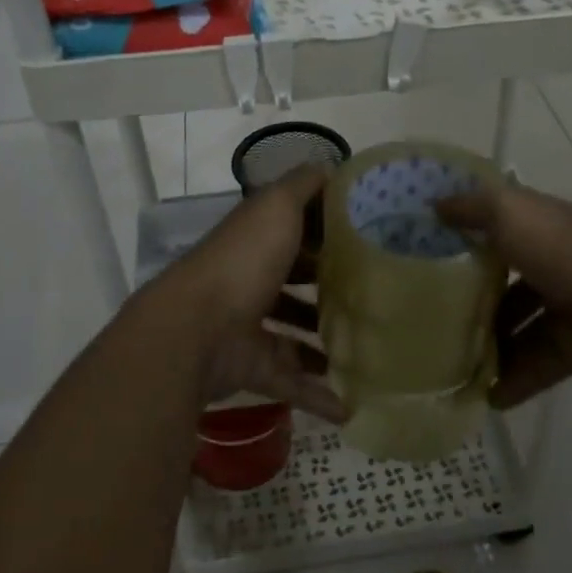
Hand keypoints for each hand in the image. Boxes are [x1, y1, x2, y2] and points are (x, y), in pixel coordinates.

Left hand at [163, 165, 344, 421]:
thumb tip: (331, 167)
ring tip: (367, 348)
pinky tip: (350, 406)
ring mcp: (250, 327)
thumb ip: (304, 185)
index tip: (369, 239)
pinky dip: (318, 396)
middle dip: (327, 288)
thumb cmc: (242, 261)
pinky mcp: (254, 368)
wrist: (196, 330)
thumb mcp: (276, 206)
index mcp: (256, 242)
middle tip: (375, 296)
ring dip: (323, 343)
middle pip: (295, 283)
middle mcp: (251, 281)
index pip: (295, 232)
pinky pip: (292, 383)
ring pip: (293, 335)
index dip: (327, 232)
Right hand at [437, 182, 571, 408]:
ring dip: (490, 345)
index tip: (425, 250)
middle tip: (430, 317)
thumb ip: (473, 209)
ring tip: (450, 364)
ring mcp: (569, 306)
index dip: (465, 233)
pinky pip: (539, 364)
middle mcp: (554, 262)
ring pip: (520, 326)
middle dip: (472, 298)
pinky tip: (485, 397)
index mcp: (540, 226)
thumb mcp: (511, 214)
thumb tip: (436, 204)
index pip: (497, 225)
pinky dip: (516, 380)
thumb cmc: (567, 252)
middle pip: (506, 281)